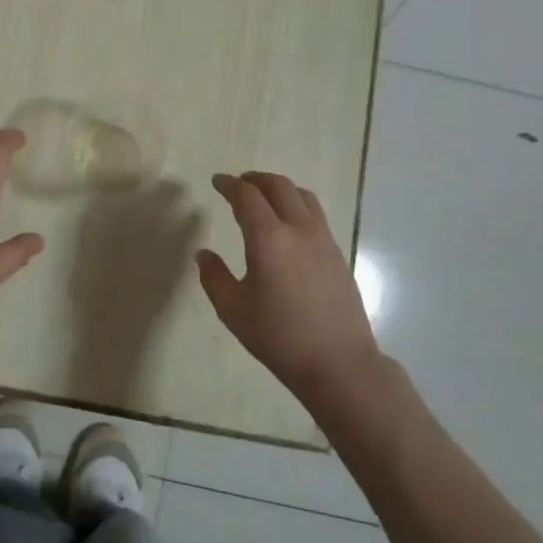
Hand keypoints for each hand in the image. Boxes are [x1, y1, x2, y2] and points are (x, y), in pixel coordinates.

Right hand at [197, 171, 382, 409]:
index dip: (229, 185)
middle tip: (239, 184)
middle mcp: (298, 229)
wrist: (339, 363)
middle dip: (255, 179)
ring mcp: (323, 239)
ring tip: (265, 197)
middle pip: (278, 186)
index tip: (217, 182)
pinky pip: (315, 213)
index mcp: (268, 239)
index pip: (247, 196)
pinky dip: (297, 204)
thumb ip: (214, 277)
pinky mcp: (337, 252)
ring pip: (301, 195)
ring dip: (279, 188)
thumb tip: (203, 254)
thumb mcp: (234, 311)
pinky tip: (289, 224)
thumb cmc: (280, 338)